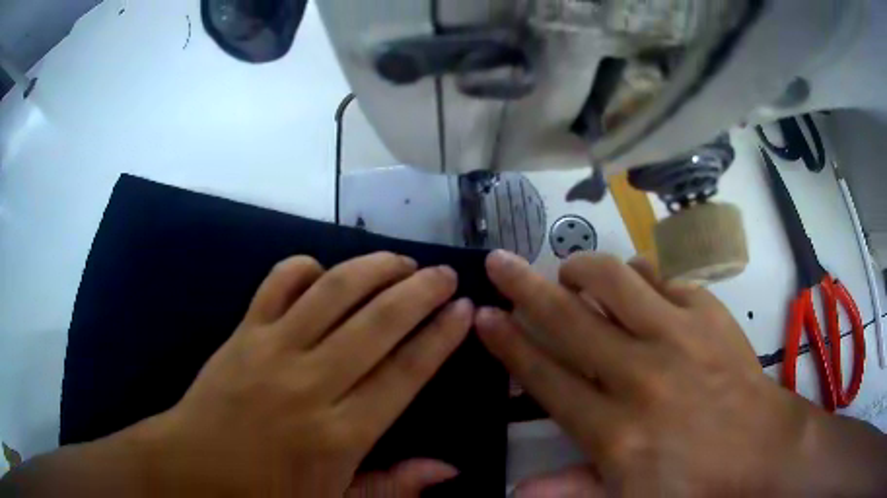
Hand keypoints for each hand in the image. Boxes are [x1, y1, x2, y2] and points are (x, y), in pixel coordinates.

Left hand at [125, 253, 471, 495]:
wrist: (192, 467)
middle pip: (376, 322)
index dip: (440, 336)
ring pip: (332, 292)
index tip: (464, 308)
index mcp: (339, 434)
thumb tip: (450, 469)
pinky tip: (324, 271)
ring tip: (401, 261)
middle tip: (444, 275)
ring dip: (373, 268)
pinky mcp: (242, 331)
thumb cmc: (265, 493)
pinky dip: (305, 267)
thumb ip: (393, 487)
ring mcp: (271, 350)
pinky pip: (277, 282)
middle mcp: (310, 383)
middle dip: (419, 291)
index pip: (405, 372)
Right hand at [476, 250, 886, 495]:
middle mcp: (639, 375)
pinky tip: (631, 282)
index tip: (484, 316)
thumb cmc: (693, 483)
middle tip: (497, 262)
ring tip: (567, 271)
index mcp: (615, 429)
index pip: (546, 377)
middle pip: (567, 320)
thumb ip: (573, 491)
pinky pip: (661, 275)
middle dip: (523, 288)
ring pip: (613, 281)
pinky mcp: (708, 313)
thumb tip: (518, 490)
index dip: (509, 345)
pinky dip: (637, 272)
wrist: (761, 449)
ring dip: (581, 270)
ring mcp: (678, 336)